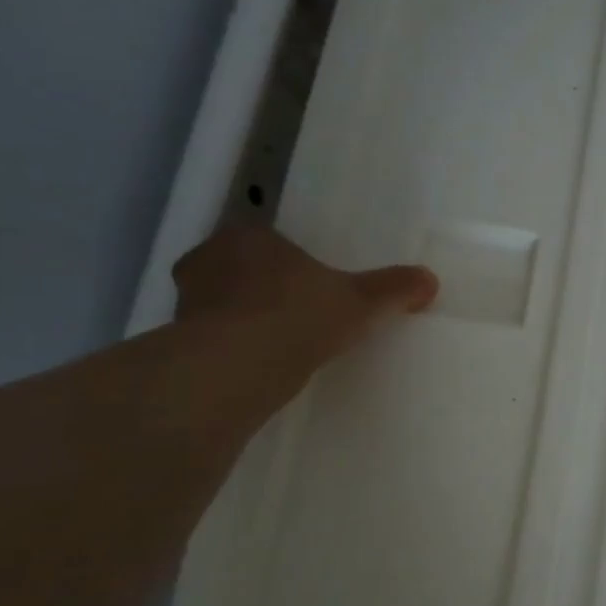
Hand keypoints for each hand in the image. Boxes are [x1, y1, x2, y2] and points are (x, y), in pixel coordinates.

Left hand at [172, 225, 437, 372]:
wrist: (236, 367)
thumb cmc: (298, 315)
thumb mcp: (361, 300)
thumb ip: (394, 289)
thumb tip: (430, 279)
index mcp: (248, 237)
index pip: (268, 240)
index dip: (290, 260)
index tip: (312, 283)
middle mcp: (207, 260)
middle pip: (240, 269)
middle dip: (263, 288)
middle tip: (298, 311)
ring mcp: (184, 302)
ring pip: (221, 304)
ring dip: (244, 319)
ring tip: (280, 343)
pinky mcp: (175, 342)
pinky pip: (210, 339)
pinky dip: (230, 349)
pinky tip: (259, 367)